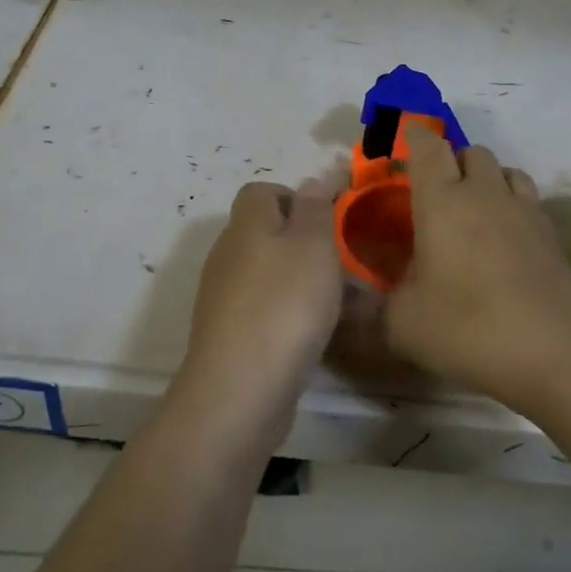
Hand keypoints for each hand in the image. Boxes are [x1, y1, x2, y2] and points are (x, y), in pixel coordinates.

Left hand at [175, 178, 343, 446]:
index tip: (330, 220)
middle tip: (344, 265)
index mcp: (246, 224)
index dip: (297, 198)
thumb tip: (312, 181)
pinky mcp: (231, 335)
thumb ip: (315, 208)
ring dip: (305, 283)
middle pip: (268, 234)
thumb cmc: (285, 304)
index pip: (263, 191)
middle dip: (308, 245)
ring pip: (272, 275)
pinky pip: (268, 310)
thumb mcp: (313, 244)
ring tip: (344, 304)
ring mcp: (226, 297)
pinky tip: (319, 335)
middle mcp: (229, 254)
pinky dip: (293, 315)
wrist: (240, 390)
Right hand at [382, 126, 570, 415]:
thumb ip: (375, 306)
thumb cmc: (468, 329)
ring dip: (486, 178)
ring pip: (504, 169)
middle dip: (451, 160)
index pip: (428, 147)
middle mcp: (484, 194)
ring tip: (473, 210)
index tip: (404, 142)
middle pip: (470, 150)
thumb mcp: (402, 325)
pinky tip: (505, 237)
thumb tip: (360, 302)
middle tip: (436, 193)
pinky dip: (512, 202)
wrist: (556, 354)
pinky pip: (527, 197)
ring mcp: (523, 210)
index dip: (415, 136)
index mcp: (442, 202)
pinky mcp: (551, 233)